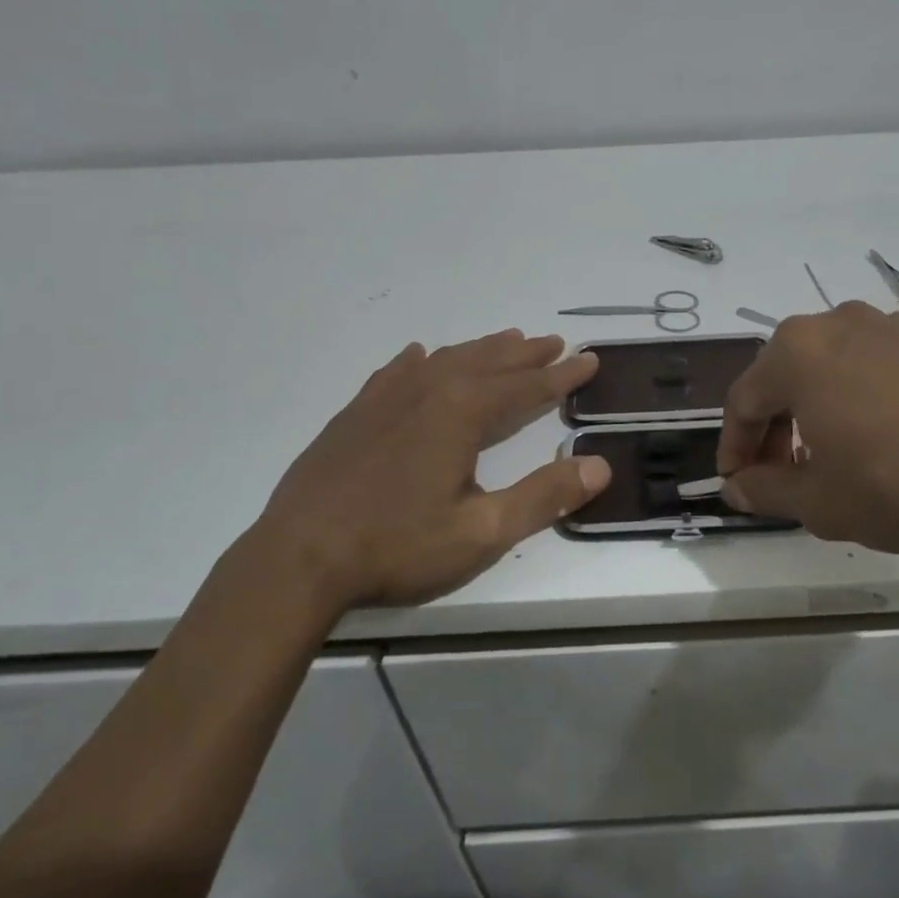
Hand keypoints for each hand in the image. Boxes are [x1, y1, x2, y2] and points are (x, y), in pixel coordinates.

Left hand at [256, 330, 609, 610]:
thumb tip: (600, 466)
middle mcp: (429, 390)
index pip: (527, 387)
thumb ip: (544, 497)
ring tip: (507, 340)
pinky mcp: (356, 412)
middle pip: (489, 363)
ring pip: (446, 359)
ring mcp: (387, 398)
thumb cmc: (397, 546)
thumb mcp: (482, 531)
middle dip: (526, 354)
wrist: (298, 557)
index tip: (590, 360)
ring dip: (482, 350)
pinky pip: (396, 371)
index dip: (562, 375)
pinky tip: (420, 356)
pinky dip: (420, 360)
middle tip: (554, 343)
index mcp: (462, 413)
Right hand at [717, 303, 898, 554]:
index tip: (737, 484)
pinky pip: (870, 367)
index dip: (734, 447)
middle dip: (774, 430)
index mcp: (796, 352)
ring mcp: (886, 326)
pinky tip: (877, 440)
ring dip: (814, 414)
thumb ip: (766, 491)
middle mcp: (834, 324)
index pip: (744, 401)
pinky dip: (856, 400)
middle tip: (780, 476)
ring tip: (829, 461)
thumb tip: (736, 488)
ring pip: (827, 370)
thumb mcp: (820, 502)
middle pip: (783, 379)